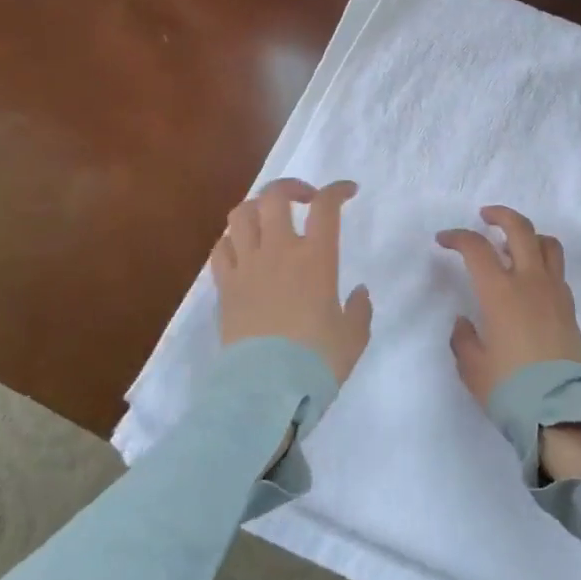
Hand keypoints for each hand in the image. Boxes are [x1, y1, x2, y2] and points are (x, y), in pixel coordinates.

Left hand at [213, 178, 371, 386]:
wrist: (266, 392)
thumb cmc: (317, 362)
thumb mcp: (353, 337)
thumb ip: (359, 309)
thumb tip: (358, 293)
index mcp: (316, 258)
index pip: (326, 206)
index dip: (337, 190)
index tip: (348, 192)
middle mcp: (279, 251)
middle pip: (275, 196)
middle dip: (291, 187)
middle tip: (305, 198)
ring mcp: (247, 267)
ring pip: (241, 214)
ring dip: (257, 208)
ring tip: (270, 219)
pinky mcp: (225, 288)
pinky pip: (221, 249)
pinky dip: (232, 240)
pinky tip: (244, 250)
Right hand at [438, 206, 580, 480]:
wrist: (559, 410)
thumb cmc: (509, 388)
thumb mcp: (472, 367)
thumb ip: (463, 338)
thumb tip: (464, 321)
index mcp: (500, 292)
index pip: (476, 248)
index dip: (457, 237)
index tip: (443, 240)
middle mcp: (530, 281)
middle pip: (520, 229)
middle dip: (500, 215)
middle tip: (485, 216)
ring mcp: (554, 291)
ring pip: (547, 244)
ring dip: (529, 235)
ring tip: (513, 245)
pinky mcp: (570, 307)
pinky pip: (557, 270)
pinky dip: (542, 263)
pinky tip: (531, 281)